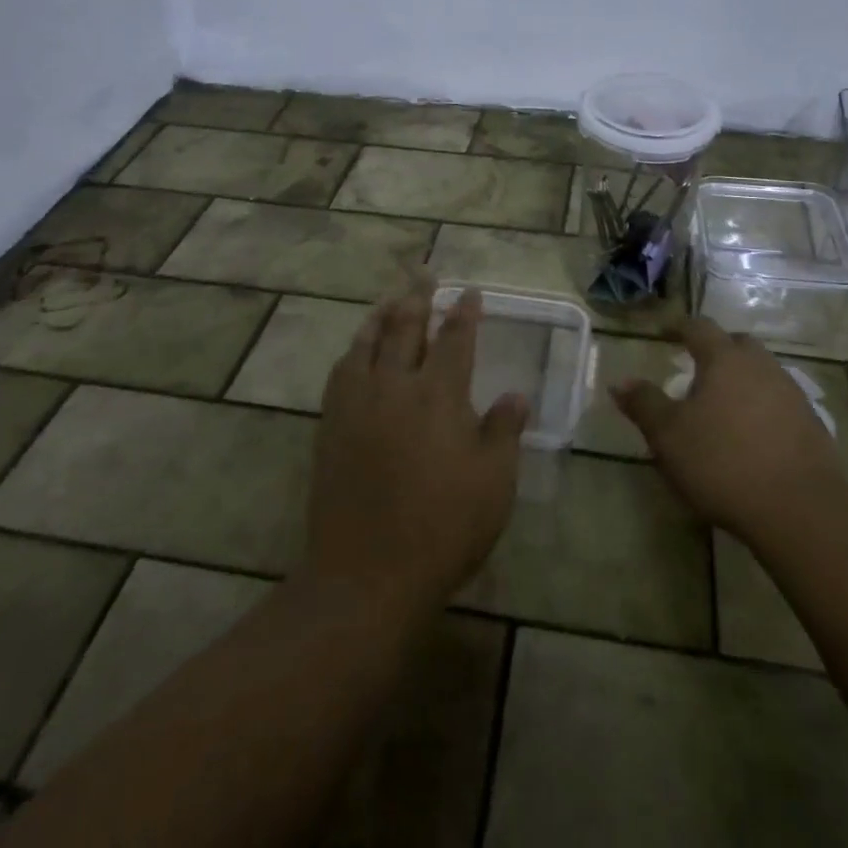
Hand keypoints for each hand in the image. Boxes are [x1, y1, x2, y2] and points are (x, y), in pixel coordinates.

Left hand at [303, 279, 527, 620]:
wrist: (366, 574)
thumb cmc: (443, 529)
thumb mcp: (493, 484)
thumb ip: (503, 432)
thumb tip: (516, 395)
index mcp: (439, 395)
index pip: (454, 340)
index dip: (464, 313)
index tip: (469, 292)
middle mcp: (396, 386)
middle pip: (405, 329)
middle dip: (418, 298)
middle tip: (423, 274)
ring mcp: (358, 404)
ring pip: (368, 343)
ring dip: (381, 316)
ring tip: (390, 298)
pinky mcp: (331, 425)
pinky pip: (341, 372)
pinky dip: (353, 350)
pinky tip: (356, 351)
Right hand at [611, 318, 847, 544]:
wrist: (801, 509)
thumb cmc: (723, 462)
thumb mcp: (669, 436)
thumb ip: (644, 404)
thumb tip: (620, 381)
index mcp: (724, 359)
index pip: (699, 327)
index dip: (679, 327)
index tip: (665, 333)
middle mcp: (761, 366)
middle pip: (737, 344)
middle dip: (717, 349)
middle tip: (697, 368)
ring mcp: (791, 393)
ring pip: (762, 372)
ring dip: (742, 379)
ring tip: (723, 404)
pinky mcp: (812, 424)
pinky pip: (780, 401)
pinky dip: (762, 407)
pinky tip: (752, 434)